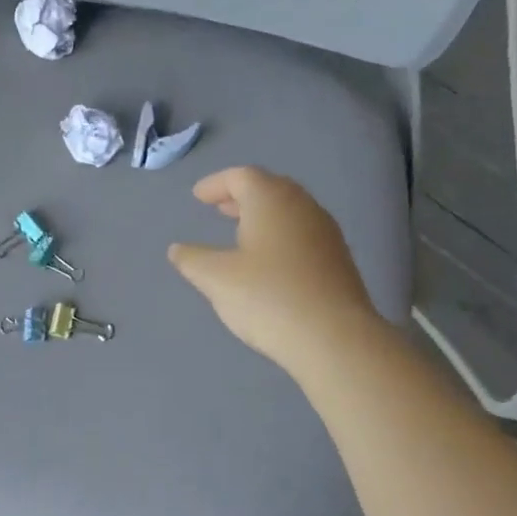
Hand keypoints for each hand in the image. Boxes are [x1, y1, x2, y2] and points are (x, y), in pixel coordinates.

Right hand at [168, 166, 379, 370]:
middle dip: (241, 195)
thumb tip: (178, 249)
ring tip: (240, 233)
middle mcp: (302, 207)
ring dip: (262, 215)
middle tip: (219, 208)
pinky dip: (280, 235)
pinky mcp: (338, 259)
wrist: (334, 338)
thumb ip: (192, 259)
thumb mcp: (215, 278)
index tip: (197, 197)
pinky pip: (303, 233)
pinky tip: (269, 261)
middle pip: (270, 188)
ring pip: (289, 210)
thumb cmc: (268, 297)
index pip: (241, 176)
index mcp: (271, 200)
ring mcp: (326, 233)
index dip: (216, 184)